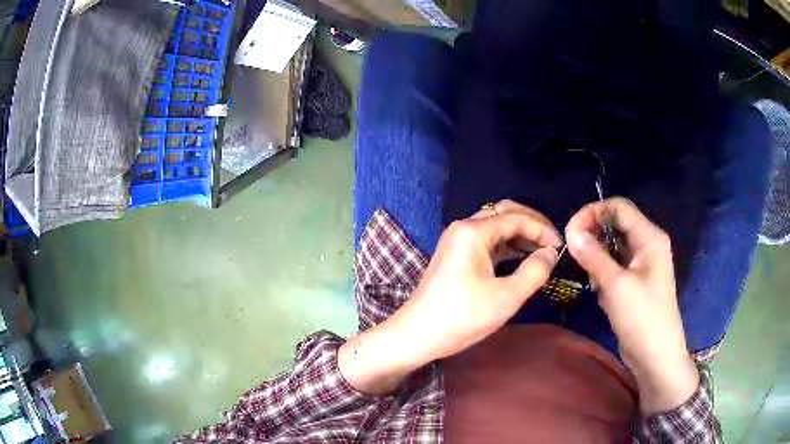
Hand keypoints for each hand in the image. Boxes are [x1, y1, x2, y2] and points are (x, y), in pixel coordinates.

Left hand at [339, 200, 561, 394]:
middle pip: (504, 214)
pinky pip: (486, 243)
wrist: (417, 335)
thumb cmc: (462, 317)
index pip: (516, 217)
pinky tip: (521, 259)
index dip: (542, 229)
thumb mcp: (506, 297)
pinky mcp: (455, 256)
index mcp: (473, 231)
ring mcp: (457, 241)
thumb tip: (550, 253)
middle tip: (552, 243)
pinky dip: (506, 248)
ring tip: (542, 253)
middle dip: (531, 225)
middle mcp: (463, 228)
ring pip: (495, 228)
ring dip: (519, 236)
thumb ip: (534, 271)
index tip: (561, 246)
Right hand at [565, 197, 698, 414]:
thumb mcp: (616, 285)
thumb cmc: (642, 317)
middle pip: (616, 224)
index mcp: (649, 237)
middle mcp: (647, 244)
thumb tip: (571, 232)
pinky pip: (616, 265)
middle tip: (574, 254)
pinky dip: (604, 273)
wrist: (656, 356)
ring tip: (592, 280)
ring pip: (614, 246)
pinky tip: (600, 291)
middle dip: (593, 235)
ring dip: (598, 257)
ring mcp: (642, 264)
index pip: (618, 207)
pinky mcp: (636, 281)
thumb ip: (593, 255)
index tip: (570, 232)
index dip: (592, 213)